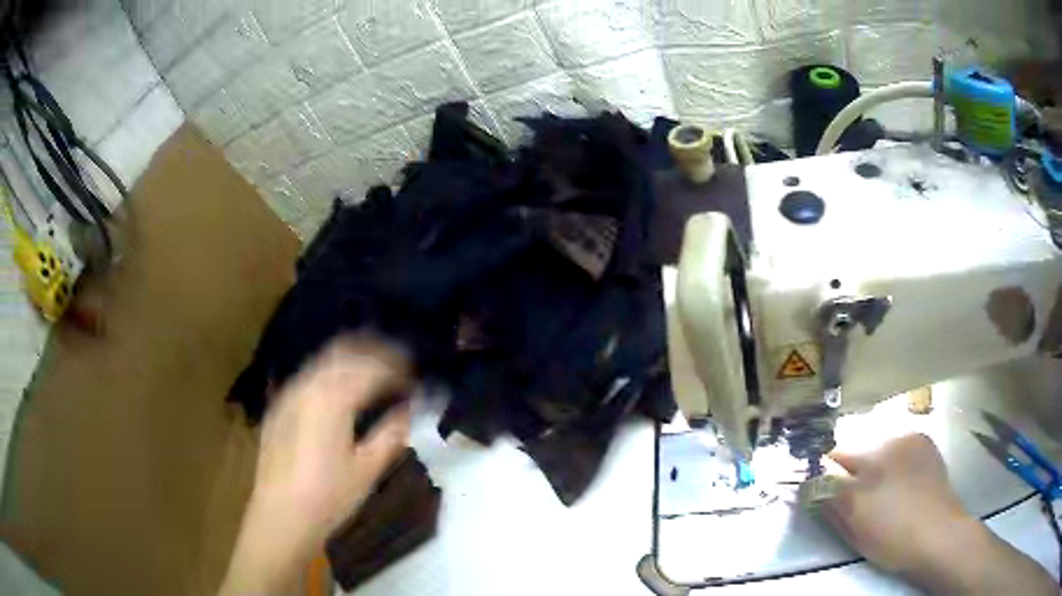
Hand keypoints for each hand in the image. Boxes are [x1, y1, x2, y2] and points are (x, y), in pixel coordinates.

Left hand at [220, 337, 411, 594]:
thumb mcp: (367, 469)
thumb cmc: (328, 496)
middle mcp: (308, 386)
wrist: (280, 515)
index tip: (416, 375)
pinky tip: (340, 389)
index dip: (397, 367)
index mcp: (333, 399)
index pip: (371, 369)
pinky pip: (309, 375)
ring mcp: (289, 394)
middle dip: (374, 351)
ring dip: (351, 358)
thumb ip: (391, 433)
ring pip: (323, 360)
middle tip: (398, 362)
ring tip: (374, 370)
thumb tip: (409, 410)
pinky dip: (331, 371)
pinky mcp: (279, 407)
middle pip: (345, 353)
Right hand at [823, 433, 1055, 593]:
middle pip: (860, 451)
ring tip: (882, 495)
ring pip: (881, 450)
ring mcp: (913, 440)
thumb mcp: (855, 525)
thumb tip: (809, 482)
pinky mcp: (927, 446)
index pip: (836, 457)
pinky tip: (901, 485)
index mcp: (872, 459)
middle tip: (856, 500)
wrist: (939, 535)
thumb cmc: (893, 536)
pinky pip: (901, 450)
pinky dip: (895, 463)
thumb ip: (830, 499)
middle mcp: (892, 439)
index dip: (826, 473)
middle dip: (853, 473)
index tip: (821, 489)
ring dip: (875, 467)